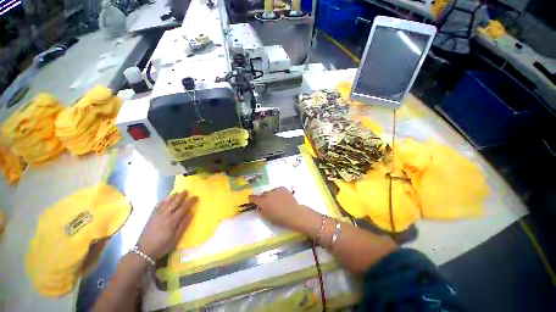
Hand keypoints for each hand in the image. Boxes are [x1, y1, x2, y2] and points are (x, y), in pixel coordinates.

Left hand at [137, 191, 197, 259]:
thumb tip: (191, 212)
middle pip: (174, 202)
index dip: (190, 201)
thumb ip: (184, 224)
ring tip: (177, 192)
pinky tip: (164, 200)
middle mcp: (165, 215)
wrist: (144, 251)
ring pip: (166, 202)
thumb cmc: (163, 245)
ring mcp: (157, 215)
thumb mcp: (176, 238)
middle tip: (187, 190)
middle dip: (181, 195)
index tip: (196, 197)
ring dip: (172, 196)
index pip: (184, 207)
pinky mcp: (151, 217)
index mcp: (173, 220)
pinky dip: (162, 201)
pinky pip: (157, 206)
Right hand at [248, 187, 316, 233]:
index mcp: (262, 202)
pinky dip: (278, 193)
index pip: (252, 198)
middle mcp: (267, 194)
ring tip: (277, 201)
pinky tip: (282, 198)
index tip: (252, 201)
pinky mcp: (282, 188)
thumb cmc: (279, 218)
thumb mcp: (267, 217)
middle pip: (262, 194)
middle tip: (268, 203)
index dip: (252, 199)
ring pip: (270, 192)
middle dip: (263, 198)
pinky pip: (277, 190)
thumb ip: (261, 210)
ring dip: (271, 195)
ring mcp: (275, 190)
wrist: (293, 213)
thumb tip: (259, 206)